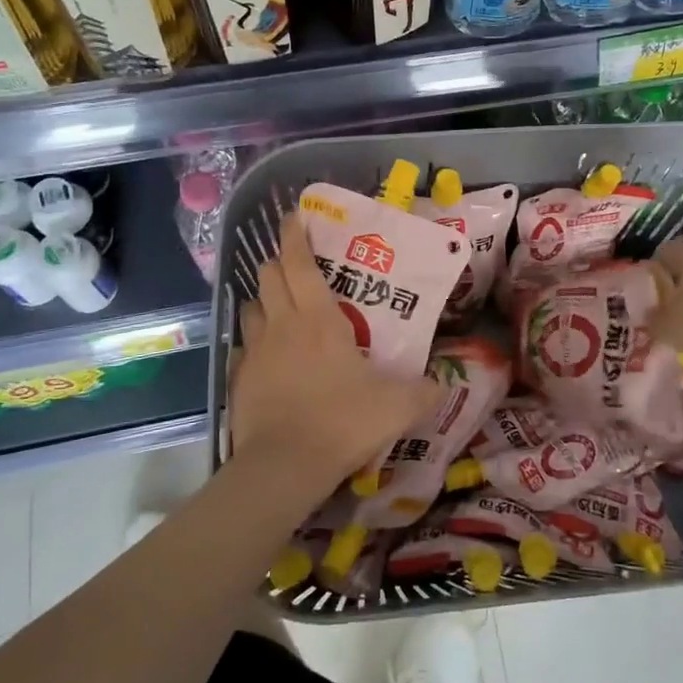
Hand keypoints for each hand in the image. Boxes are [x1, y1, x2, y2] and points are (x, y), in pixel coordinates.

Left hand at [229, 212, 441, 497]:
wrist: (284, 466)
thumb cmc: (342, 422)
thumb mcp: (397, 407)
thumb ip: (424, 391)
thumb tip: (443, 383)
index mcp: (319, 318)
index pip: (299, 262)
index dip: (294, 235)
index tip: (293, 216)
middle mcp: (282, 324)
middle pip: (268, 275)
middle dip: (278, 262)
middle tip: (295, 266)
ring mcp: (255, 350)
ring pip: (251, 307)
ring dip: (263, 300)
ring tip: (280, 308)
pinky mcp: (238, 377)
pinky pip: (243, 346)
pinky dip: (254, 342)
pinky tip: (267, 357)